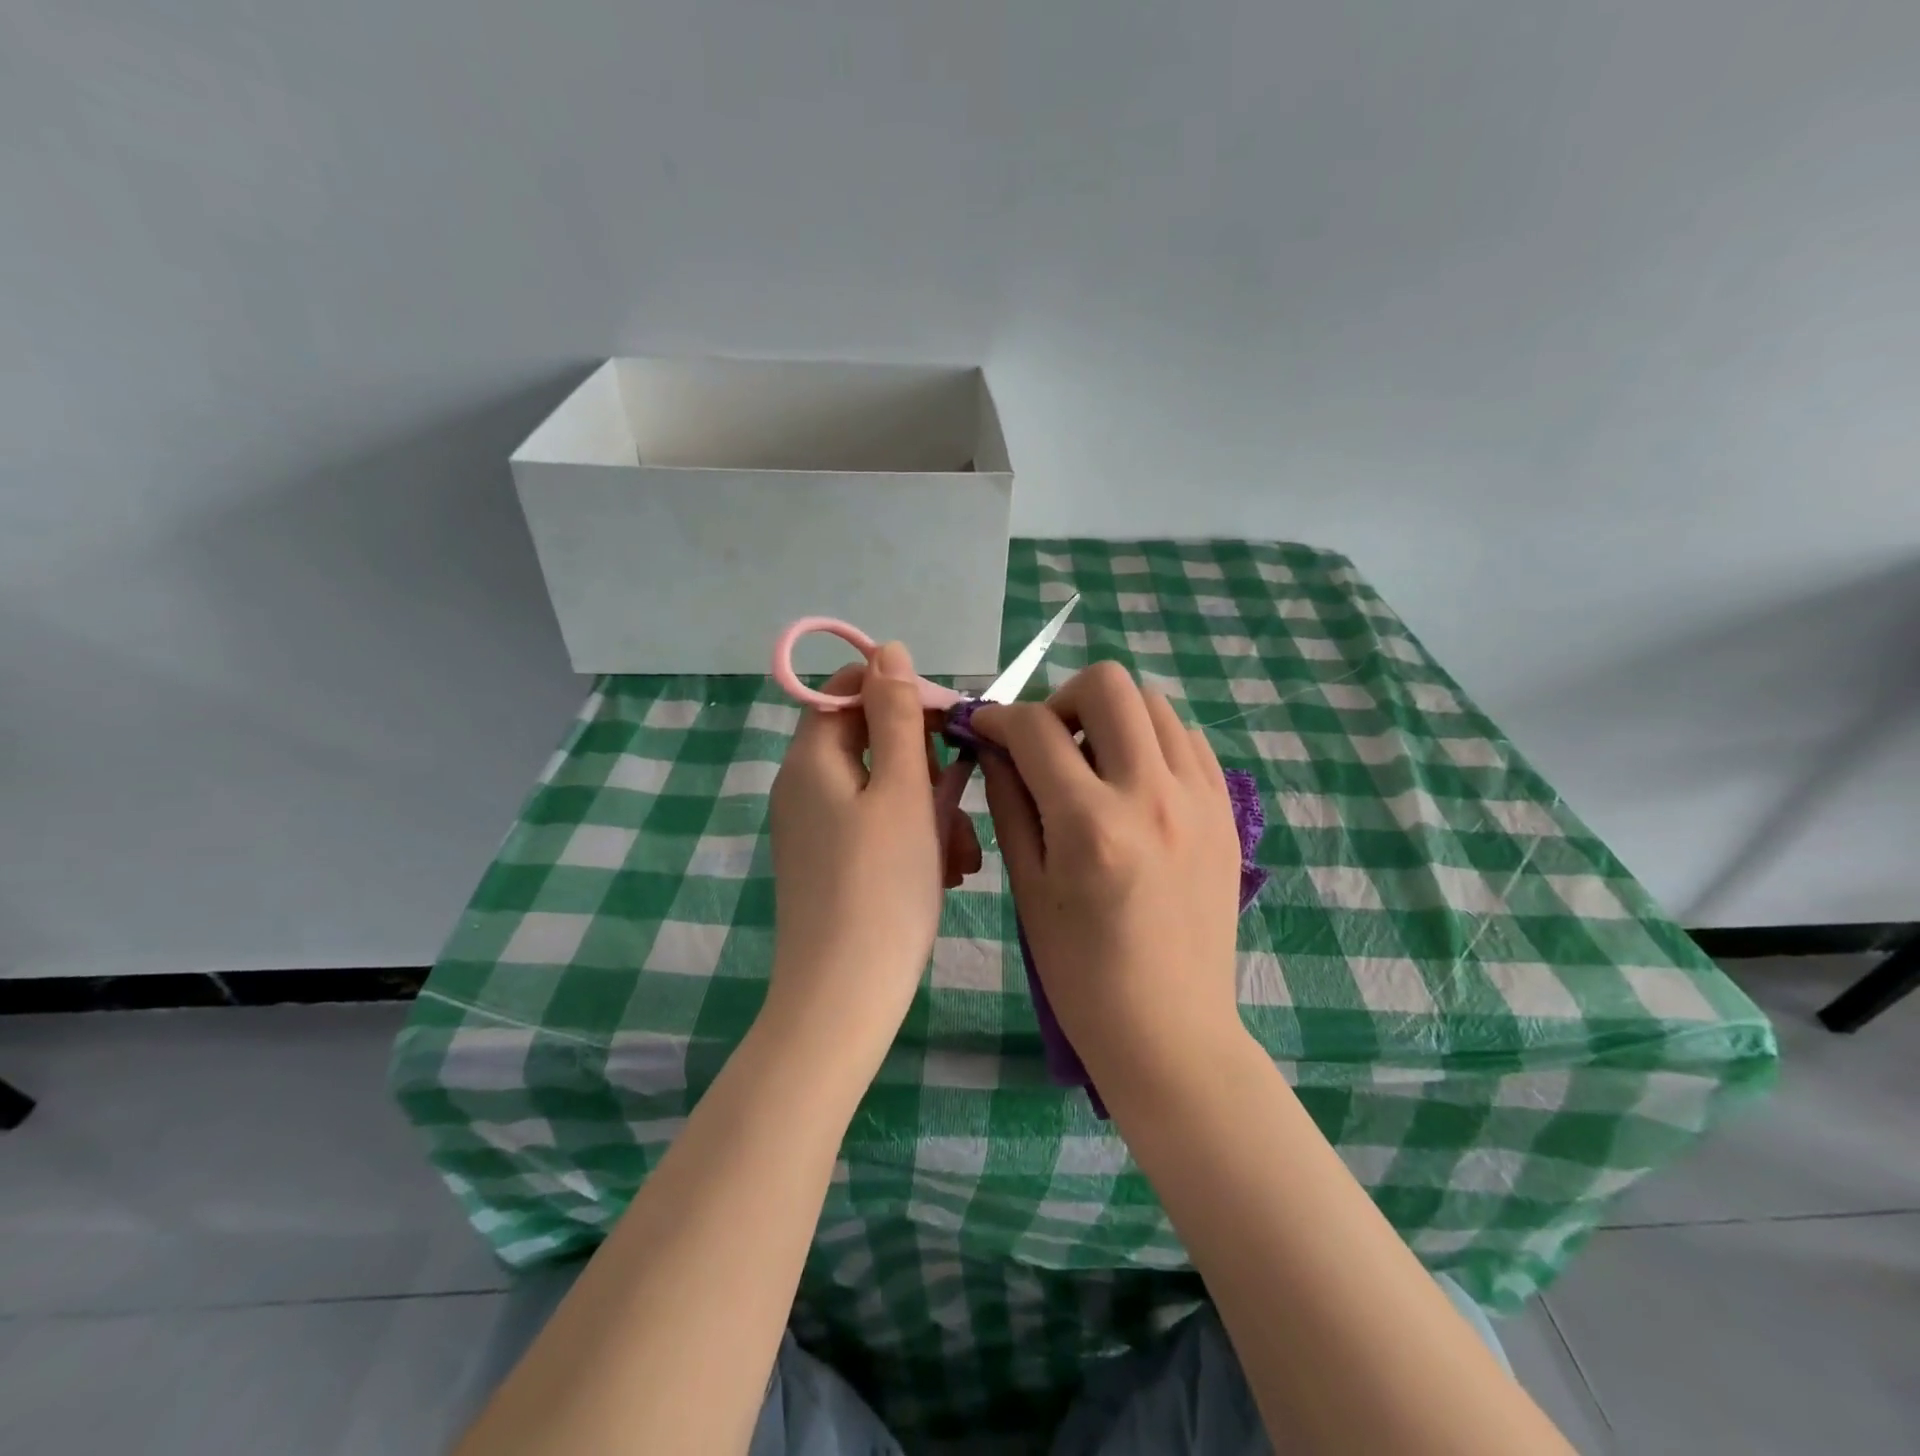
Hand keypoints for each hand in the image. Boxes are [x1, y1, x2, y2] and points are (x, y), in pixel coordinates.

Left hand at [765, 642, 980, 1054]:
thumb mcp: (900, 791)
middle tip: (961, 800)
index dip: (900, 694)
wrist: (843, 999)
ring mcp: (816, 829)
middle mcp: (805, 787)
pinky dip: (914, 839)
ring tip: (963, 855)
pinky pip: (877, 829)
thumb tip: (888, 650)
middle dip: (927, 765)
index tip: (949, 723)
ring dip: (930, 808)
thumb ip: (896, 716)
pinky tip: (948, 873)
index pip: (848, 690)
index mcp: (812, 759)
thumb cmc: (880, 887)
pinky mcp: (831, 864)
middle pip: (872, 742)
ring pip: (884, 791)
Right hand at [972, 661, 1244, 1085]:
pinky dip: (1152, 741)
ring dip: (1111, 717)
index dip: (997, 717)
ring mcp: (1200, 800)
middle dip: (1061, 698)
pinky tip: (1134, 782)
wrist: (1170, 1030)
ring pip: (1155, 704)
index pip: (1035, 729)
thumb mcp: (1028, 888)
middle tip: (1046, 741)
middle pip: (1108, 686)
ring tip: (1092, 763)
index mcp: (1091, 824)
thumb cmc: (1081, 974)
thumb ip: (1009, 802)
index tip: (984, 727)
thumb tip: (994, 747)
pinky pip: (1188, 741)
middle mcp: (1152, 795)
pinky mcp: (1226, 812)